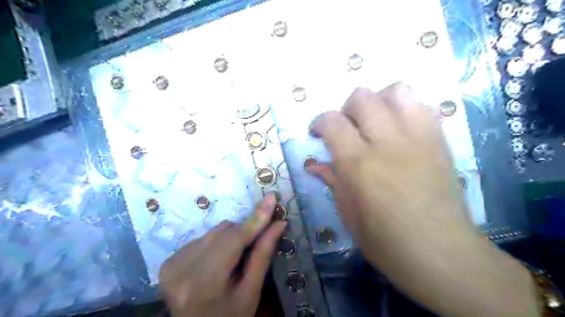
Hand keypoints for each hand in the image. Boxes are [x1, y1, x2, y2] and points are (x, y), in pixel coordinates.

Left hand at [160, 194, 286, 316]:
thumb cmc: (230, 316)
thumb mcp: (251, 291)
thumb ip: (263, 254)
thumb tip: (278, 223)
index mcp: (205, 282)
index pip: (234, 239)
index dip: (254, 219)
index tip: (271, 199)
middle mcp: (182, 269)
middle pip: (223, 231)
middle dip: (243, 233)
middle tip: (253, 246)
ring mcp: (171, 264)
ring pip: (213, 231)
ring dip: (229, 238)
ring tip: (232, 260)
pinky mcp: (167, 261)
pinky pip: (202, 238)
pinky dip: (215, 243)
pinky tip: (216, 262)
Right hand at [307, 83, 469, 260]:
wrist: (445, 255)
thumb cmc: (388, 244)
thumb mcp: (350, 216)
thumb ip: (333, 182)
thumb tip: (315, 164)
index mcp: (360, 164)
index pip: (332, 121)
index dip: (319, 122)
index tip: (318, 134)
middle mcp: (388, 142)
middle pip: (362, 97)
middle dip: (347, 109)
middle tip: (347, 130)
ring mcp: (419, 138)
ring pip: (396, 90)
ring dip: (378, 102)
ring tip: (375, 124)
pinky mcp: (440, 141)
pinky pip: (422, 106)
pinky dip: (405, 109)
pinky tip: (399, 131)